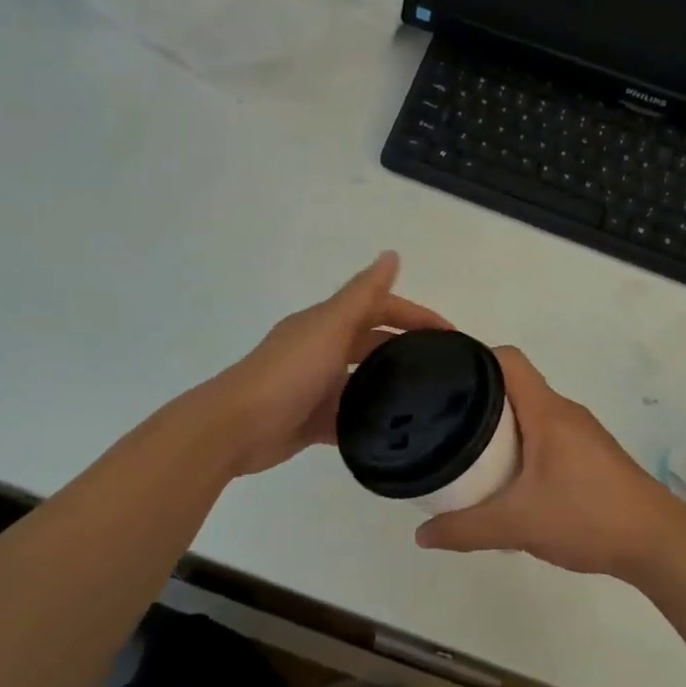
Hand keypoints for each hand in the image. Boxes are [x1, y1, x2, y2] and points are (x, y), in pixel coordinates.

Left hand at [196, 253, 449, 476]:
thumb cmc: (287, 372)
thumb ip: (362, 294)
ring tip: (428, 403)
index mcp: (327, 323)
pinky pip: (349, 417)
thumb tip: (392, 254)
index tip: (451, 336)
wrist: (234, 428)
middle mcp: (322, 350)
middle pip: (373, 344)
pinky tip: (395, 432)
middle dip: (407, 350)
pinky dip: (369, 421)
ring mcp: (316, 386)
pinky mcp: (312, 420)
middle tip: (446, 371)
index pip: (380, 308)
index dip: (415, 315)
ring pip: (363, 381)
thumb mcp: (329, 327)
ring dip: (390, 387)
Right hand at [413, 347, 685, 582]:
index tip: (442, 379)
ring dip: (501, 425)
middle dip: (478, 398)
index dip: (473, 359)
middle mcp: (564, 411)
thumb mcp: (518, 525)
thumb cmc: (587, 516)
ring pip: (531, 413)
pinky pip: (546, 435)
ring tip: (467, 450)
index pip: (507, 359)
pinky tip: (508, 479)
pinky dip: (522, 445)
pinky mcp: (591, 455)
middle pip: (514, 386)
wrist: (657, 542)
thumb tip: (422, 535)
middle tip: (442, 422)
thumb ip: (466, 529)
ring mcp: (582, 433)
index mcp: (546, 411)